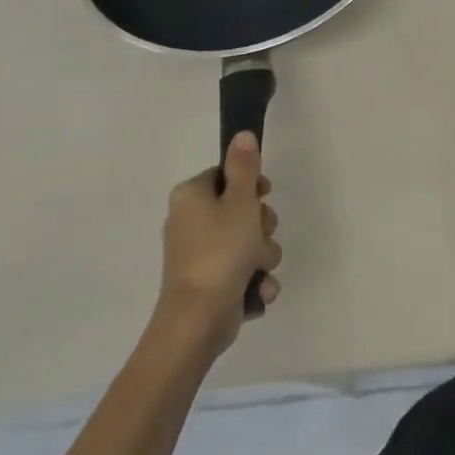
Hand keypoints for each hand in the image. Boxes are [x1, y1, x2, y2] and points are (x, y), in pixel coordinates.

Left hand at [154, 131, 282, 355]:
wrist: (199, 319)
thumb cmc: (220, 251)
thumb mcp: (240, 202)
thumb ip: (244, 167)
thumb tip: (242, 134)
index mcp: (191, 197)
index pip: (226, 175)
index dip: (251, 185)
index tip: (264, 195)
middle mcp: (190, 222)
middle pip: (240, 209)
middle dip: (261, 225)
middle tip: (262, 234)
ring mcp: (200, 255)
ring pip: (248, 241)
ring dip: (263, 254)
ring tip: (258, 268)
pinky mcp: (211, 283)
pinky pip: (243, 270)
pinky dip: (254, 280)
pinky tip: (258, 290)